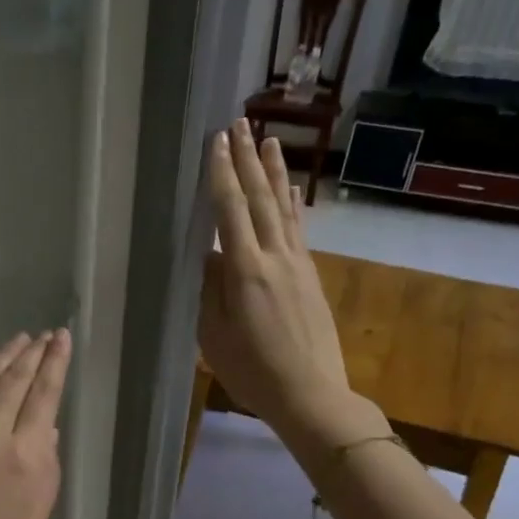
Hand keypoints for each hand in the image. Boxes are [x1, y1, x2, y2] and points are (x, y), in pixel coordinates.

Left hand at [0, 329, 71, 518]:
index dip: (54, 364)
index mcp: (23, 460)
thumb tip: (44, 428)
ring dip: (1, 358)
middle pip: (11, 383)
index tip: (62, 338)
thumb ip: (45, 468)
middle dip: (31, 354)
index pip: (42, 396)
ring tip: (17, 339)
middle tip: (44, 334)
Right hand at [198, 120, 384, 450]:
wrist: (311, 394)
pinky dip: (293, 203)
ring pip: (284, 208)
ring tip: (267, 139)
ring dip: (273, 171)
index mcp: (245, 271)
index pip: (230, 212)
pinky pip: (298, 229)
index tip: (216, 142)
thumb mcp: (213, 335)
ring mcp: (298, 264)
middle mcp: (275, 257)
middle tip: (238, 123)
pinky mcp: (310, 276)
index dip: (221, 174)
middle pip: (260, 199)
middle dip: (246, 160)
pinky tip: (291, 189)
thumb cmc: (252, 371)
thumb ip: (209, 289)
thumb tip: (207, 253)